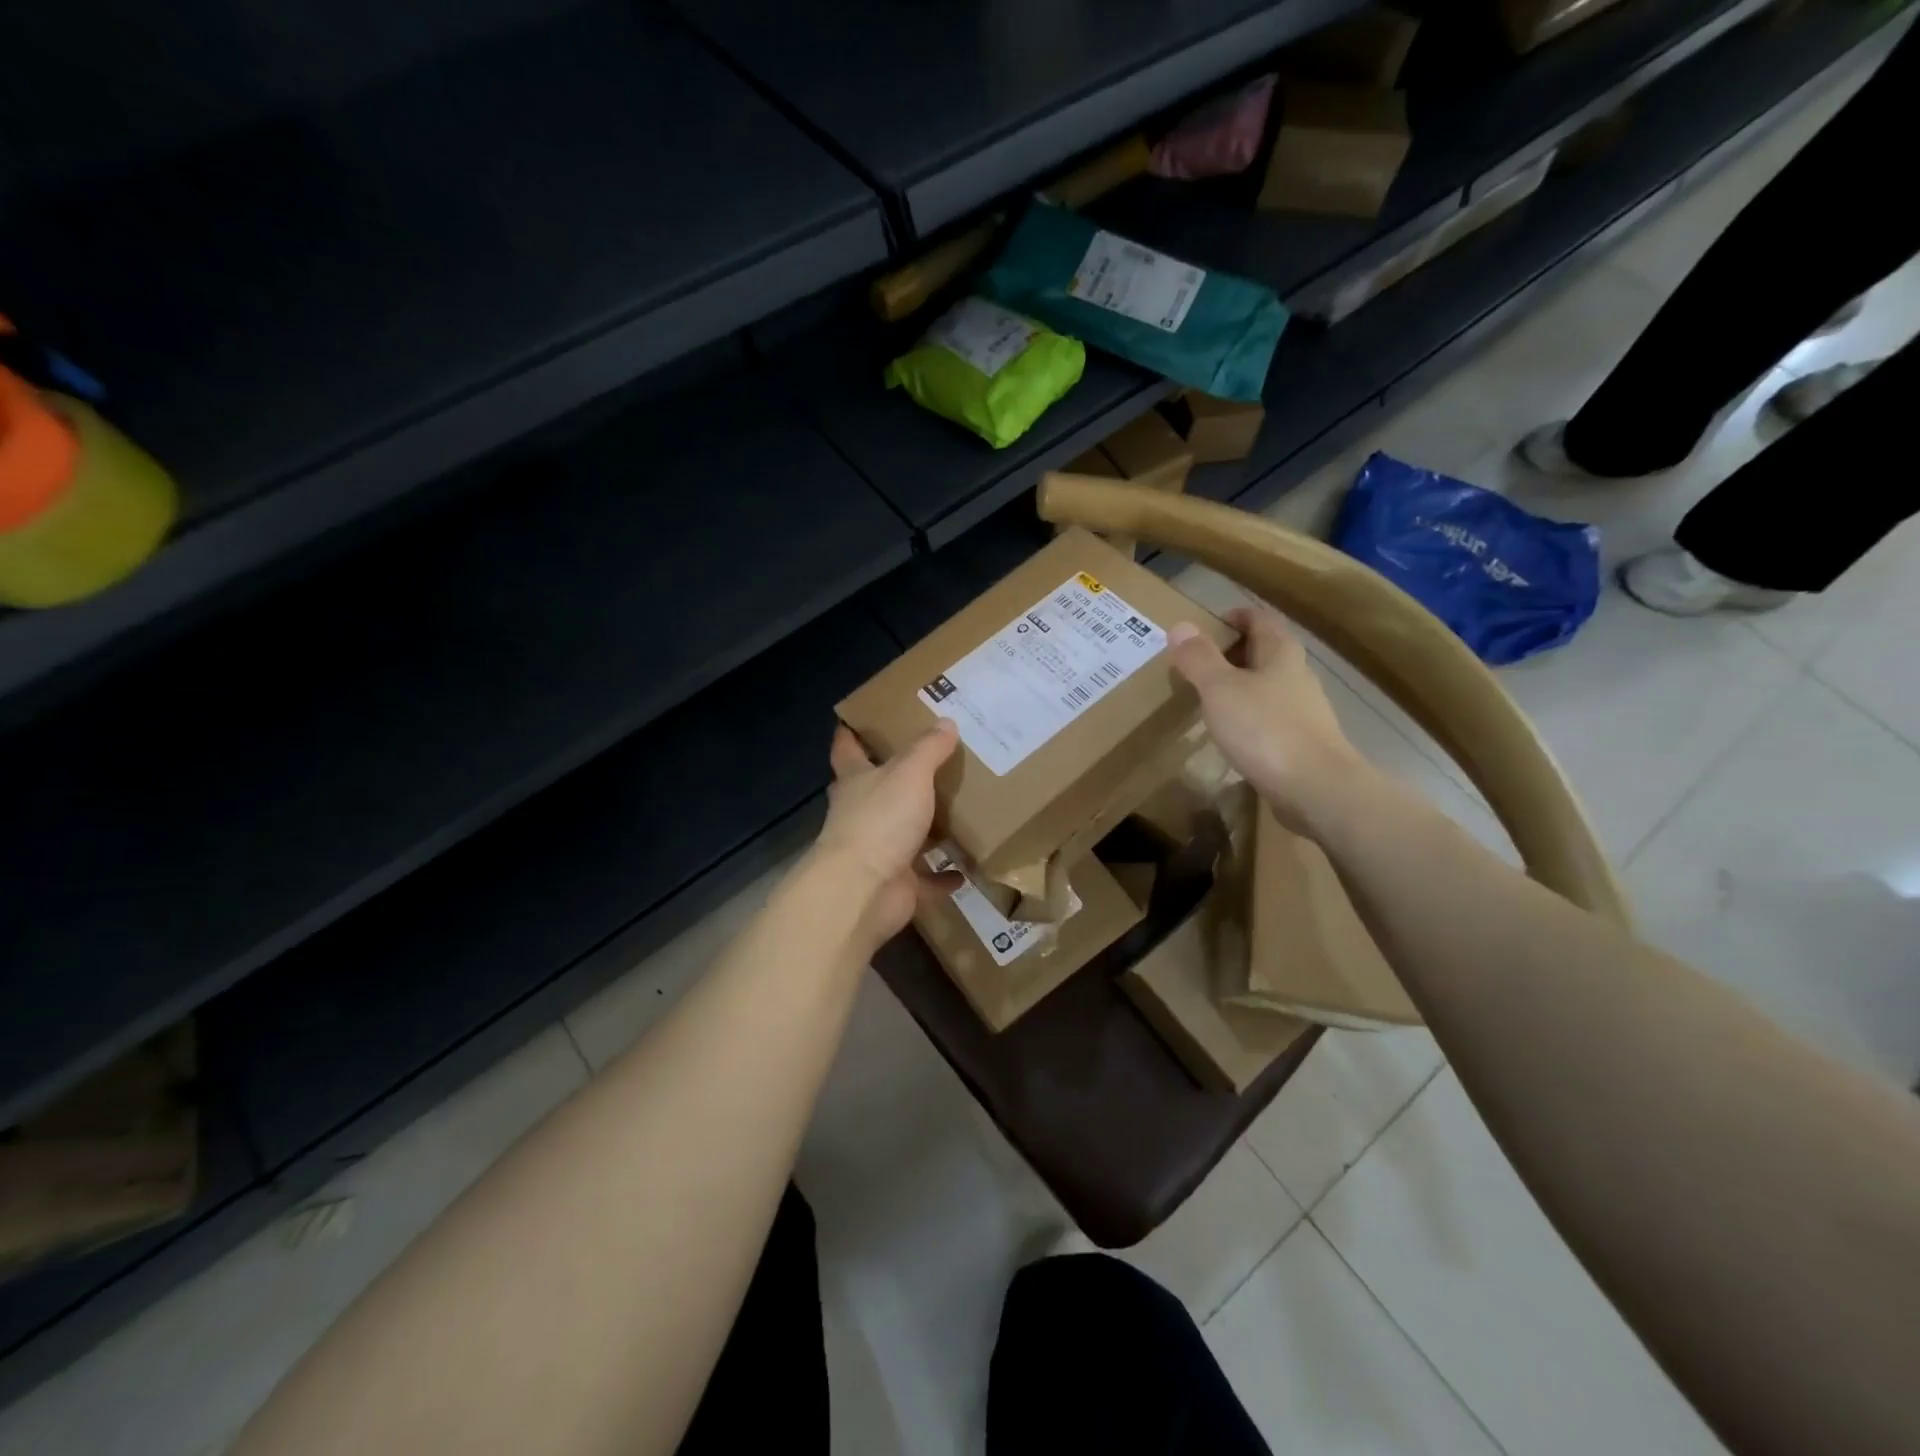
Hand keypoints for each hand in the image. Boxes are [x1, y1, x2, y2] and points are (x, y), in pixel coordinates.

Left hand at [817, 720, 961, 944]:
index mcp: (856, 781)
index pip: (847, 749)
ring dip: (925, 829)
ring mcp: (877, 852)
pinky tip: (966, 868)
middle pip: (876, 791)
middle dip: (895, 778)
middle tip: (929, 761)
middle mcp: (861, 814)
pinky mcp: (896, 884)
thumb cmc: (880, 820)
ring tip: (958, 813)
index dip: (851, 733)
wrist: (864, 891)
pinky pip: (925, 878)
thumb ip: (928, 749)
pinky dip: (943, 876)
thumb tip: (946, 722)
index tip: (859, 719)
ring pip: (903, 835)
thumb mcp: (909, 773)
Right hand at [1167, 605, 1369, 830]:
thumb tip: (1180, 626)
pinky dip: (1249, 716)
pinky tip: (1232, 732)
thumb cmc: (1265, 729)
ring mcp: (1303, 711)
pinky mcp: (1302, 742)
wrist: (1315, 788)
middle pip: (1266, 651)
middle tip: (1199, 662)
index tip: (1209, 624)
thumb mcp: (1220, 689)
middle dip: (1235, 652)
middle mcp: (1297, 675)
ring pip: (1269, 686)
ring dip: (1242, 685)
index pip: (1259, 619)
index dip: (1236, 616)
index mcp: (1281, 653)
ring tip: (1210, 697)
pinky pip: (1270, 717)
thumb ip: (1199, 658)